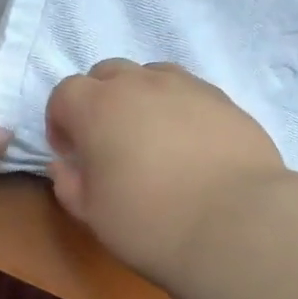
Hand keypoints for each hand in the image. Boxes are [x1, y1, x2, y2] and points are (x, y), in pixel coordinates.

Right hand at [46, 59, 285, 280]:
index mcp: (97, 107)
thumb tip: (64, 165)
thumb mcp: (93, 214)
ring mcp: (187, 87)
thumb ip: (69, 184)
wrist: (236, 224)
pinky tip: (190, 145)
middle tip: (108, 141)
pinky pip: (190, 92)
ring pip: (151, 75)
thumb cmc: (149, 222)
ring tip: (151, 137)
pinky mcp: (225, 100)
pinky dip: (178, 109)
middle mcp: (139, 84)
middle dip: (99, 100)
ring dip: (140, 97)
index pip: (65, 93)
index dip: (60, 121)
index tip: (70, 152)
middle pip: (107, 73)